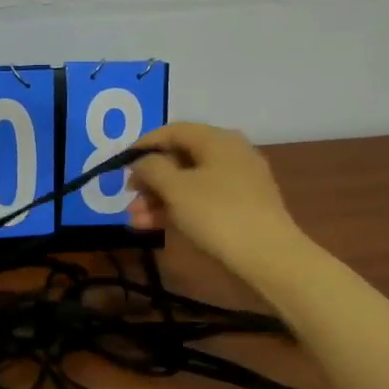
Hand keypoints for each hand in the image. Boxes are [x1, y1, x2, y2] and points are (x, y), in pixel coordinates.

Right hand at [127, 122, 305, 276]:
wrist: (268, 257)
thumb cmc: (218, 214)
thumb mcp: (176, 188)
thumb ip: (152, 168)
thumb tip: (142, 162)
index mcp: (217, 140)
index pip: (173, 131)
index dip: (143, 145)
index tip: (119, 164)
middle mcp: (230, 154)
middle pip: (180, 158)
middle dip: (150, 178)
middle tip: (127, 196)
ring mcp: (238, 182)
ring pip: (189, 183)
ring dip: (159, 198)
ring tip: (135, 219)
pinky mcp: (242, 208)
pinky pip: (202, 200)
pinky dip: (178, 209)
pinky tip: (155, 227)